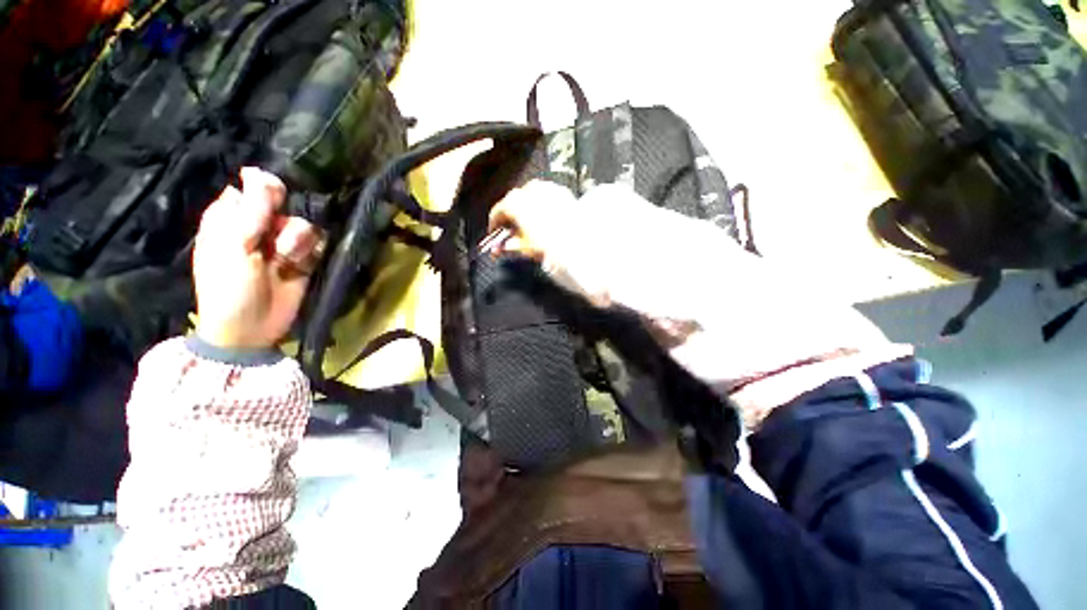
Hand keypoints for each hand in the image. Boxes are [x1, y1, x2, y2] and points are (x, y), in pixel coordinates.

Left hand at [193, 168, 323, 349]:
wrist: (251, 329)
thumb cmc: (229, 287)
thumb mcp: (234, 246)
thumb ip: (250, 211)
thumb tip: (257, 171)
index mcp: (229, 220)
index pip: (251, 190)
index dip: (264, 191)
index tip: (274, 198)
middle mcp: (257, 227)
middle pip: (282, 204)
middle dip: (283, 217)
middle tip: (277, 232)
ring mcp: (281, 244)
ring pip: (302, 223)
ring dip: (297, 239)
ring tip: (285, 259)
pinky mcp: (303, 259)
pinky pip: (317, 242)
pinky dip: (311, 251)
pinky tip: (300, 264)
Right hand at [487, 180, 618, 305]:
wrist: (583, 242)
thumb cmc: (554, 245)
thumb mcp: (528, 247)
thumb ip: (511, 245)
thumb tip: (500, 249)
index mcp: (518, 203)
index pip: (499, 210)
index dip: (494, 223)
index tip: (495, 234)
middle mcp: (531, 191)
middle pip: (513, 201)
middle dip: (511, 216)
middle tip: (512, 231)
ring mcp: (547, 189)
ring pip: (529, 195)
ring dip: (526, 208)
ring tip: (529, 225)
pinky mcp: (561, 192)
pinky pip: (545, 195)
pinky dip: (541, 204)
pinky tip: (545, 217)